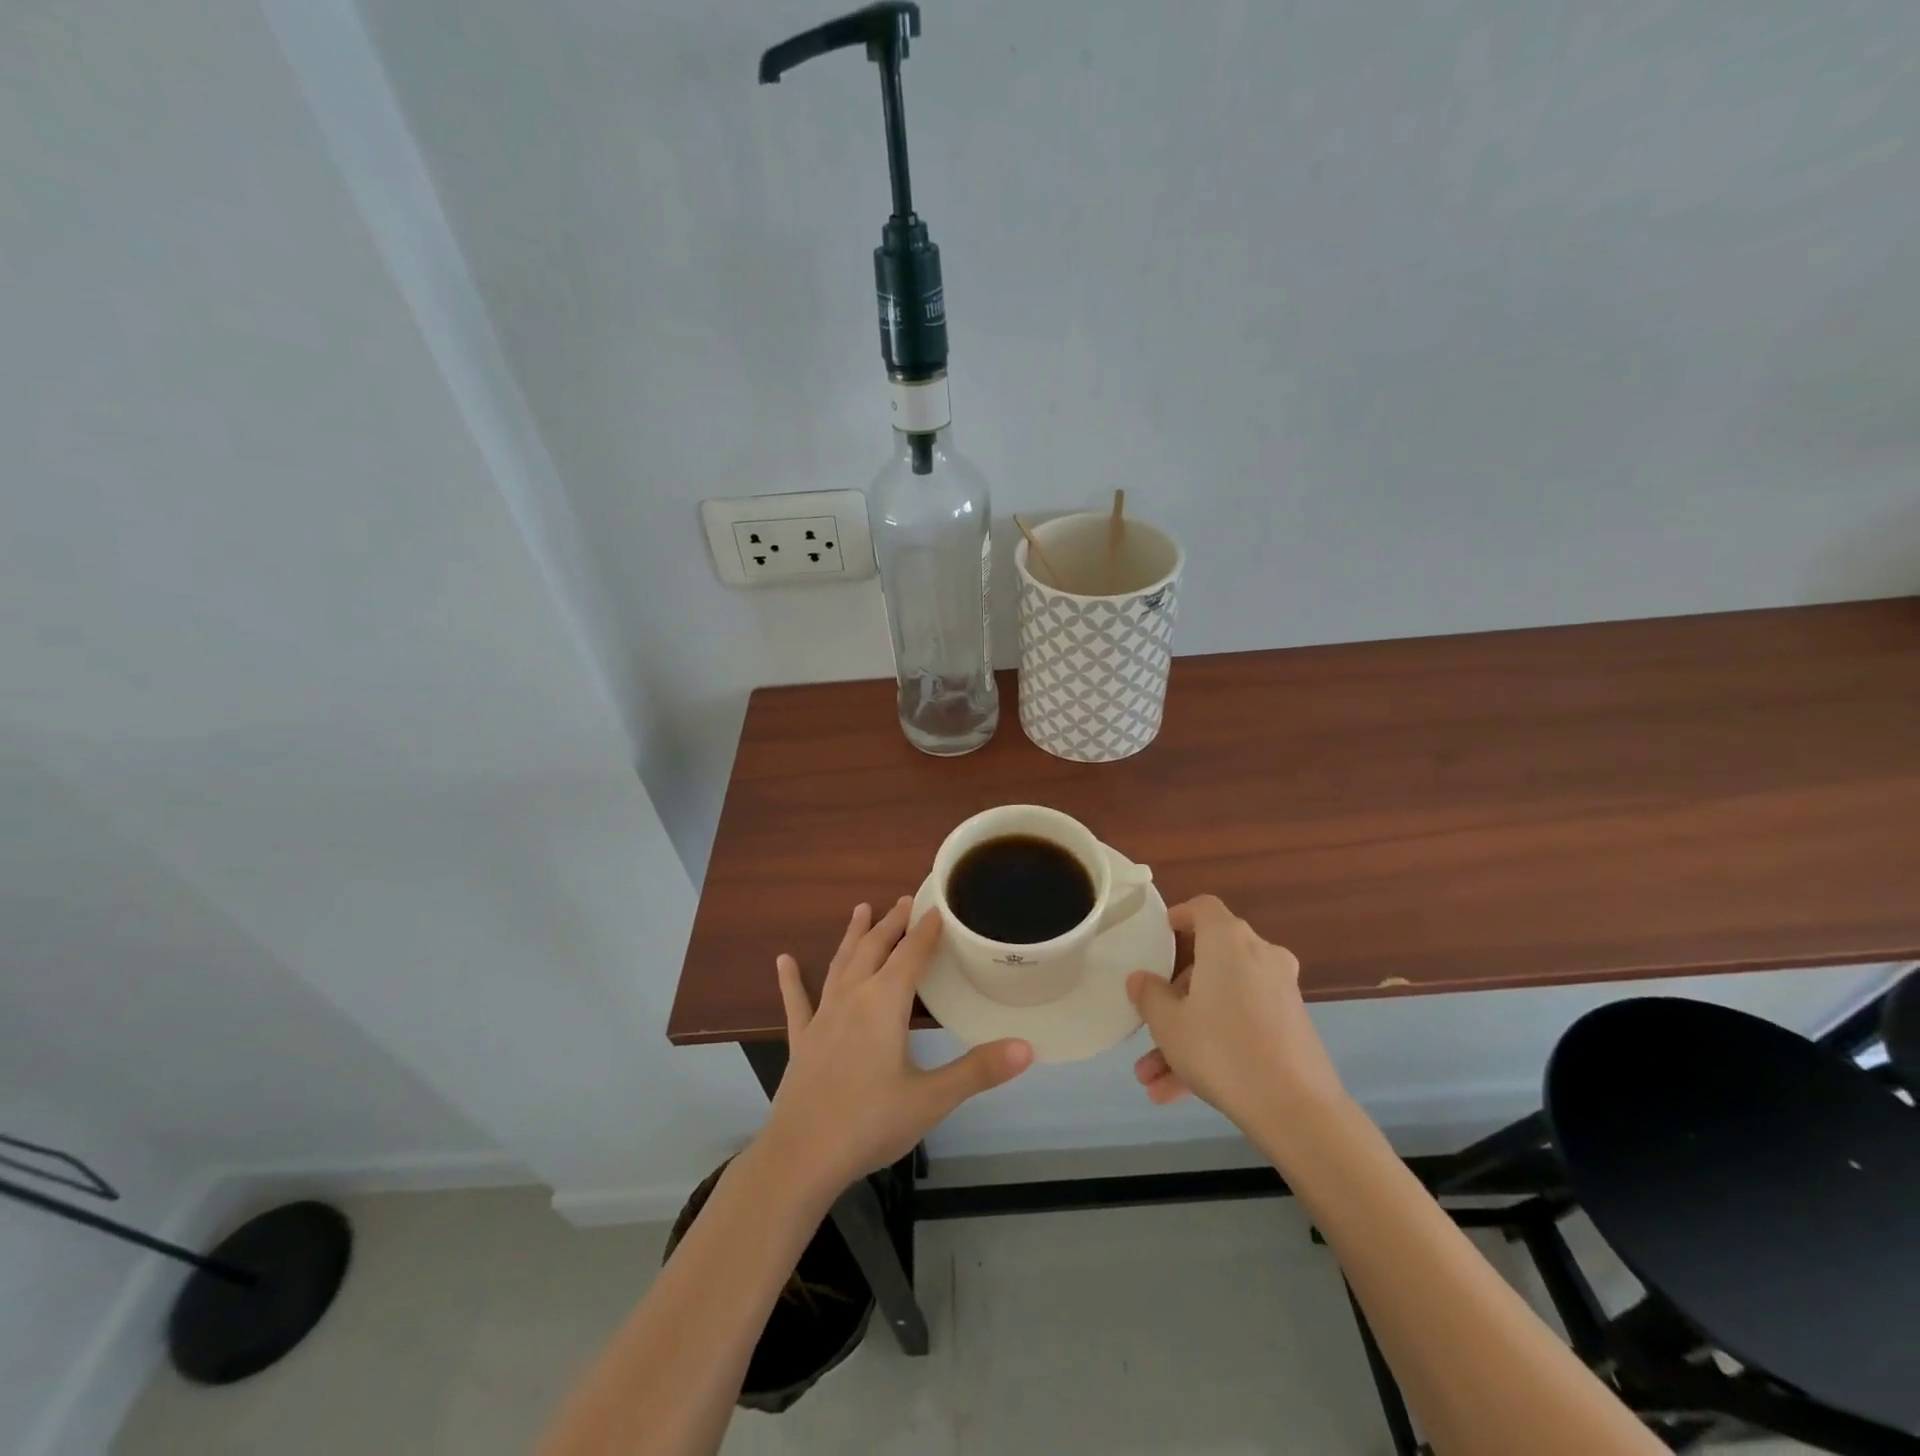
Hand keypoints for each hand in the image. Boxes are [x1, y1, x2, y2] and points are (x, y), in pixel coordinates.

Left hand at [761, 898, 1033, 1195]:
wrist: (801, 1157)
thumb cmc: (870, 1122)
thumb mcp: (932, 1099)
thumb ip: (979, 1070)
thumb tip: (1027, 1048)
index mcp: (884, 1004)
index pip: (910, 955)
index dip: (926, 930)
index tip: (938, 908)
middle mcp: (852, 998)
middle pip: (874, 949)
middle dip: (891, 923)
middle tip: (904, 900)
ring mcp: (823, 1017)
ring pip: (841, 964)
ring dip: (853, 936)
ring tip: (861, 909)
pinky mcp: (802, 1040)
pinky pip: (797, 1001)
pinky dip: (791, 980)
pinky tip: (783, 961)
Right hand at [1127, 895, 1343, 1128]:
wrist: (1296, 1109)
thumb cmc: (1221, 1049)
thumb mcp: (1169, 1023)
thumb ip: (1150, 995)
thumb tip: (1141, 979)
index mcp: (1228, 941)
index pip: (1203, 908)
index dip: (1179, 916)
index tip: (1159, 936)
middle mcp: (1259, 956)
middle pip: (1209, 963)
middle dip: (1174, 1000)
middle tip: (1151, 1025)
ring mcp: (1280, 993)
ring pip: (1222, 1003)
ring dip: (1187, 1035)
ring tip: (1152, 1079)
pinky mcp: (1292, 1027)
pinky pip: (1242, 1025)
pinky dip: (1214, 1048)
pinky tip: (1178, 1093)